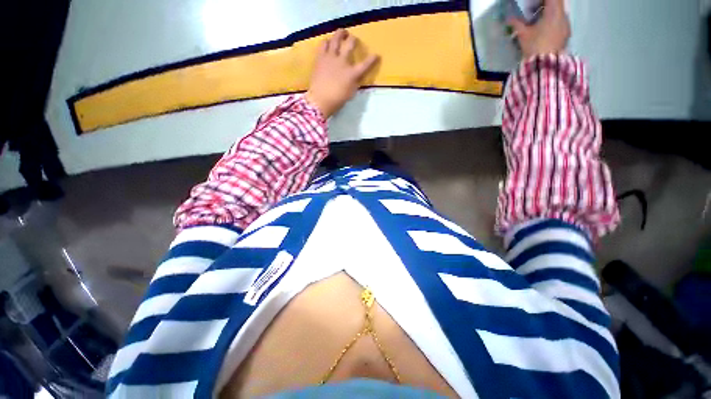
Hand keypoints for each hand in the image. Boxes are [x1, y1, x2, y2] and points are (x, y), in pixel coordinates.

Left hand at [306, 29, 379, 117]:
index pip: (365, 64)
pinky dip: (327, 41)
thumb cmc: (337, 100)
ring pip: (336, 38)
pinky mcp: (320, 57)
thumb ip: (355, 82)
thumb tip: (357, 76)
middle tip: (354, 39)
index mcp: (352, 73)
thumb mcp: (351, 93)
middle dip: (354, 40)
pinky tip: (328, 43)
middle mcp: (342, 61)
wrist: (320, 100)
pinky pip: (323, 44)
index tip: (377, 55)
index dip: (372, 59)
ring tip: (342, 33)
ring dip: (340, 34)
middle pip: (350, 44)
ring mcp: (331, 57)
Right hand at [508, 0, 570, 58]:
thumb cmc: (535, 46)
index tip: (535, 2)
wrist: (545, 66)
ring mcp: (566, 26)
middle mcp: (563, 16)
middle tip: (535, 8)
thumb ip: (517, 24)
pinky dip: (553, 23)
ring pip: (559, 13)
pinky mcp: (566, 36)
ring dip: (550, 14)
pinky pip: (560, 23)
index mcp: (554, 11)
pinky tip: (545, 30)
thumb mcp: (523, 34)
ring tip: (539, 20)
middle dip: (546, 4)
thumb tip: (509, 18)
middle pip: (557, 3)